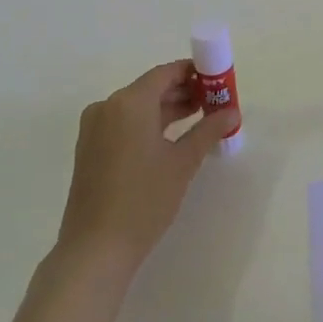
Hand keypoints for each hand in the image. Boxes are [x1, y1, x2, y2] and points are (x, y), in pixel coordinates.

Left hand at [57, 61, 239, 273]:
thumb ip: (209, 130)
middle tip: (213, 102)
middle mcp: (107, 107)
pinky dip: (148, 124)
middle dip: (183, 92)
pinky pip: (124, 123)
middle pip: (151, 88)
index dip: (193, 72)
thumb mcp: (183, 162)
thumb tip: (233, 112)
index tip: (217, 80)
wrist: (96, 249)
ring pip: (137, 107)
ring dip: (167, 109)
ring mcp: (94, 128)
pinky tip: (171, 138)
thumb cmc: (144, 199)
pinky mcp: (89, 148)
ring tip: (199, 118)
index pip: (166, 73)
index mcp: (129, 102)